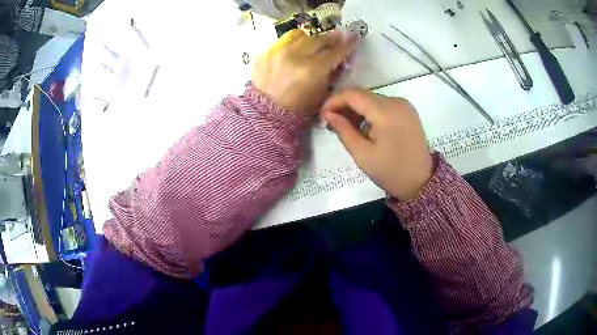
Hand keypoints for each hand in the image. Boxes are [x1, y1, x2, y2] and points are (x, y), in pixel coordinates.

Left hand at [252, 29, 358, 114]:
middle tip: (338, 36)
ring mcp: (277, 52)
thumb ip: (331, 74)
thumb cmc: (298, 108)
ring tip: (313, 42)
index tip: (354, 37)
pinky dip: (291, 45)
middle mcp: (295, 56)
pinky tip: (294, 51)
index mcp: (312, 70)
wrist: (267, 113)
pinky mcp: (264, 53)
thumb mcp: (322, 94)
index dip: (347, 45)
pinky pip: (282, 42)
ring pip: (299, 35)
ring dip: (309, 38)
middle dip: (331, 38)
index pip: (335, 52)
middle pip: (318, 39)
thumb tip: (340, 59)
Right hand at [322, 89, 433, 200]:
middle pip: (363, 95)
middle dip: (344, 105)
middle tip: (331, 123)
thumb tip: (327, 114)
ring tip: (346, 127)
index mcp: (386, 112)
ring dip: (357, 109)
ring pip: (372, 99)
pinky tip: (364, 127)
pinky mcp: (407, 111)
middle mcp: (396, 101)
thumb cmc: (391, 172)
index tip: (322, 114)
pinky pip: (383, 105)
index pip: (353, 94)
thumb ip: (343, 130)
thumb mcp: (362, 154)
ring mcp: (404, 105)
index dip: (334, 100)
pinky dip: (370, 112)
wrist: (421, 181)